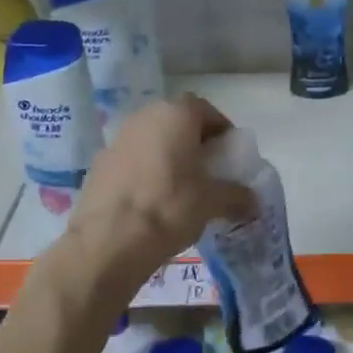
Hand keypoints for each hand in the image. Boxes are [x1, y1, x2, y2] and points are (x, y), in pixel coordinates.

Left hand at [63, 94, 255, 293]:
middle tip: (208, 169)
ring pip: (152, 140)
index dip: (220, 130)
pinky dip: (145, 171)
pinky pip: (132, 160)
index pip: (205, 109)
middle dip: (194, 141)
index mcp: (175, 115)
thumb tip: (253, 201)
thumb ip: (237, 195)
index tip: (228, 154)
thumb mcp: (213, 202)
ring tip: (181, 187)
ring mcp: (117, 139)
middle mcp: (144, 116)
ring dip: (168, 155)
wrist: (108, 242)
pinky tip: (151, 200)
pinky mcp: (98, 164)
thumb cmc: (169, 208)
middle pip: (176, 122)